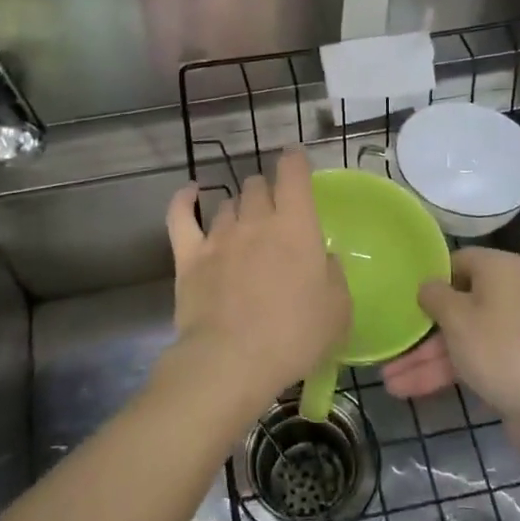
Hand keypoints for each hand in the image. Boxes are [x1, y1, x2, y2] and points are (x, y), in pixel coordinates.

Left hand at [163, 148, 350, 413]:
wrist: (231, 361)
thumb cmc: (294, 336)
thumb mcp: (338, 311)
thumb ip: (333, 276)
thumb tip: (323, 259)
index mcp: (296, 226)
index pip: (294, 174)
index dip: (295, 161)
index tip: (296, 159)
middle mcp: (256, 221)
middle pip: (257, 186)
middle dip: (267, 191)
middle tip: (275, 212)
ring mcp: (219, 237)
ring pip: (228, 203)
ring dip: (239, 207)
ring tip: (244, 224)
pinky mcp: (188, 257)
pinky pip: (181, 216)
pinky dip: (184, 200)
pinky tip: (190, 193)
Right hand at [382, 247, 519, 425]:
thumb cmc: (499, 348)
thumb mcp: (457, 317)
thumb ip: (434, 296)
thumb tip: (428, 287)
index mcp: (498, 269)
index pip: (456, 261)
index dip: (428, 276)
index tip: (399, 294)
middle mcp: (505, 293)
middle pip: (454, 304)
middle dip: (419, 330)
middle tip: (387, 342)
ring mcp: (508, 331)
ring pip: (458, 337)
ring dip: (424, 357)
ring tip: (388, 380)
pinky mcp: (508, 363)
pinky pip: (469, 359)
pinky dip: (443, 372)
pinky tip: (408, 389)